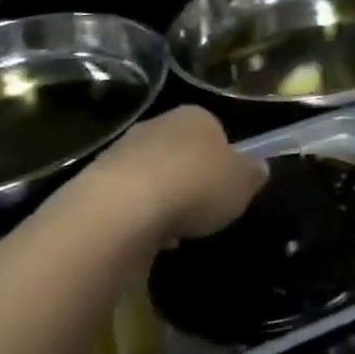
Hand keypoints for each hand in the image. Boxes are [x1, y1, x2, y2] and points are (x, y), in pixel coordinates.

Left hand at [76, 106, 267, 242]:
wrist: (122, 208)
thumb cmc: (195, 186)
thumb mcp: (242, 185)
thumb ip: (252, 175)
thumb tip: (259, 168)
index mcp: (196, 116)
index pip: (215, 131)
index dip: (223, 160)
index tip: (226, 187)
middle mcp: (158, 124)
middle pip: (181, 151)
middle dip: (189, 177)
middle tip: (201, 209)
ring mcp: (123, 150)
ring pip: (152, 174)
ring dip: (162, 197)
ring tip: (172, 230)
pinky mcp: (95, 180)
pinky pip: (127, 197)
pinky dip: (137, 215)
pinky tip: (144, 237)